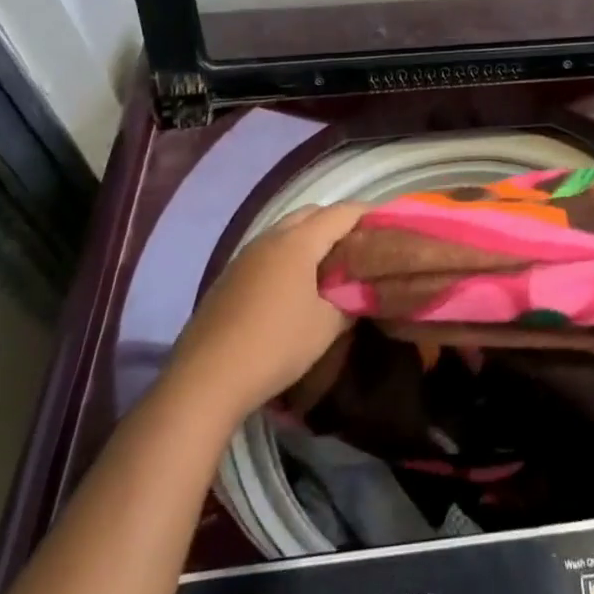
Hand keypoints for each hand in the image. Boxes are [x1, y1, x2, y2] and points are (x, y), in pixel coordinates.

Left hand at [170, 202, 366, 418]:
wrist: (205, 381)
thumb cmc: (275, 346)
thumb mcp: (326, 327)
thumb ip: (350, 302)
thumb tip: (360, 292)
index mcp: (298, 243)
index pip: (341, 213)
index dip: (367, 213)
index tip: (387, 222)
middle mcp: (270, 239)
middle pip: (311, 214)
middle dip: (337, 222)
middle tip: (359, 244)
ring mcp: (244, 257)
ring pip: (285, 232)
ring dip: (309, 239)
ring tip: (329, 265)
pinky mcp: (228, 278)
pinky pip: (266, 252)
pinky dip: (287, 257)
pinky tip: (293, 286)